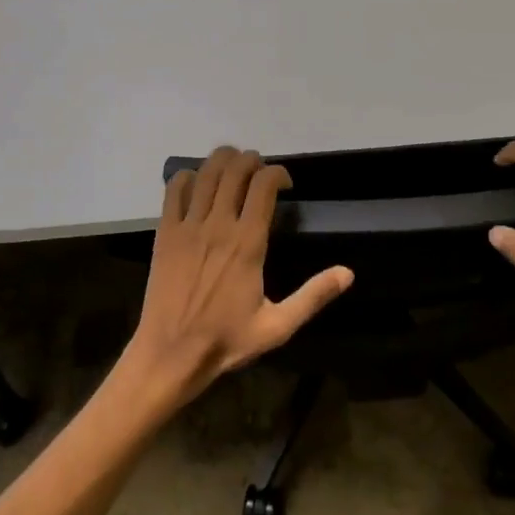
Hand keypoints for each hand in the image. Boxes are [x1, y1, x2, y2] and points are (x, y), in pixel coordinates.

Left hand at [123, 147, 353, 410]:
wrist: (171, 353)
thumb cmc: (227, 340)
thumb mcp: (278, 326)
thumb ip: (313, 296)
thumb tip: (348, 273)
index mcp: (248, 242)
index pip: (264, 184)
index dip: (278, 173)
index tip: (285, 184)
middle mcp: (218, 224)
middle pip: (235, 168)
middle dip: (252, 160)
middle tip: (260, 173)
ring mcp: (189, 225)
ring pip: (206, 172)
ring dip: (223, 160)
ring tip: (233, 168)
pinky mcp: (165, 232)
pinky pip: (174, 189)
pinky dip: (188, 177)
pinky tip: (197, 184)